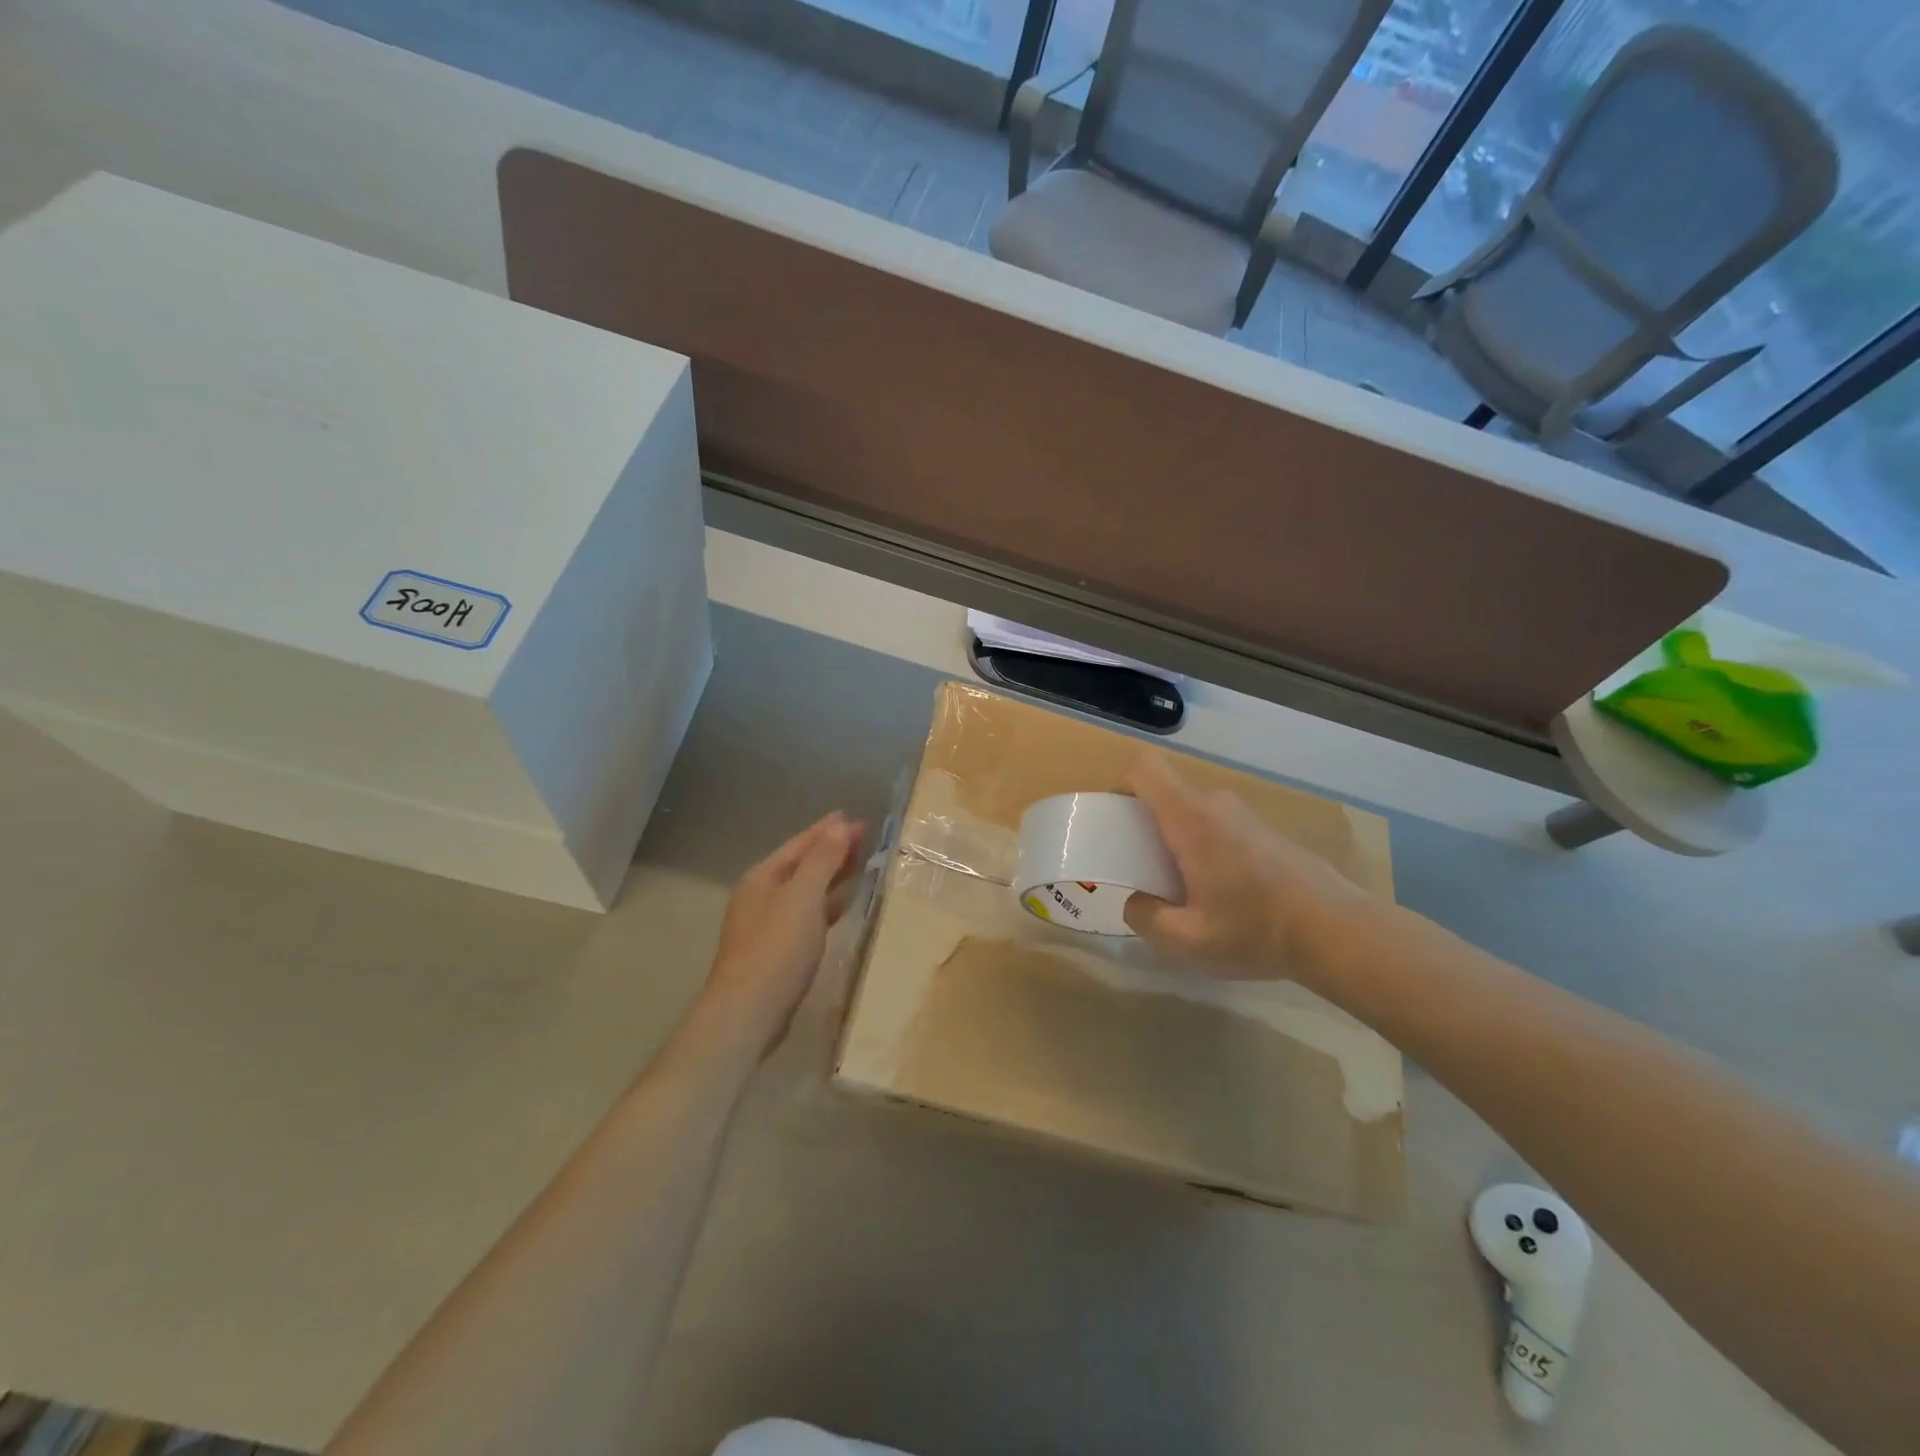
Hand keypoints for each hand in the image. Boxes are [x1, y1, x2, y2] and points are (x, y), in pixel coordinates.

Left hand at [702, 812, 864, 1058]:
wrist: (748, 1012)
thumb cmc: (777, 948)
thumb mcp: (803, 897)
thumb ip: (822, 860)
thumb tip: (840, 825)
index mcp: (763, 877)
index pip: (800, 844)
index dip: (828, 830)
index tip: (855, 818)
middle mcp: (761, 895)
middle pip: (801, 864)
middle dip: (831, 850)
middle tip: (864, 838)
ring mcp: (766, 923)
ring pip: (805, 889)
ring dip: (831, 876)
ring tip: (859, 865)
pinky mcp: (776, 949)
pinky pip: (807, 914)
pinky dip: (826, 904)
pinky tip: (843, 905)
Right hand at [1122, 756, 1369, 980]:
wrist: (1337, 931)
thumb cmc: (1254, 929)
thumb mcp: (1187, 940)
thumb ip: (1147, 919)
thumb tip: (1135, 902)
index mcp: (1190, 819)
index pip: (1145, 769)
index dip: (1122, 786)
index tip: (1117, 822)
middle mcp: (1216, 806)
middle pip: (1168, 796)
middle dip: (1149, 827)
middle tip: (1147, 871)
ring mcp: (1247, 817)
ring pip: (1196, 815)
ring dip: (1181, 841)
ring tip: (1187, 891)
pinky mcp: (1268, 834)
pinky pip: (1221, 829)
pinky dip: (1209, 850)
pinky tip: (1226, 896)